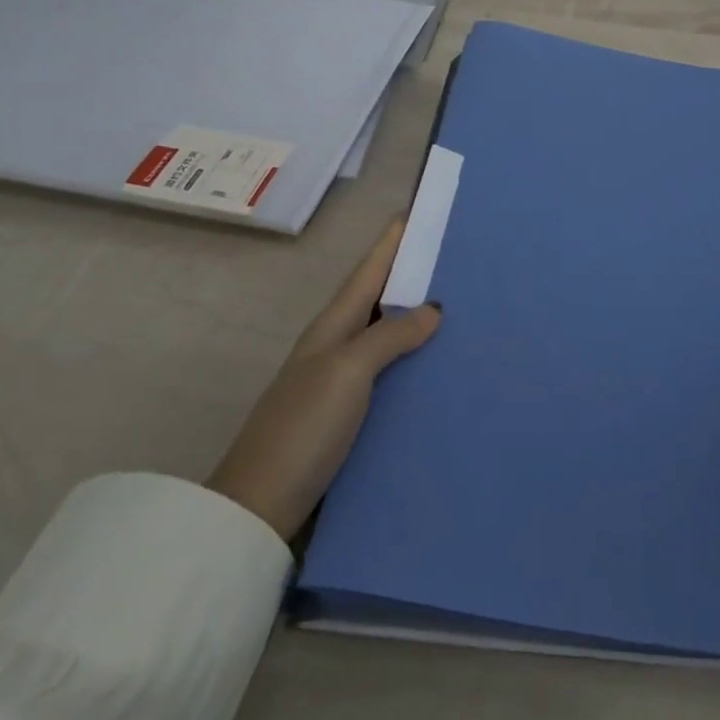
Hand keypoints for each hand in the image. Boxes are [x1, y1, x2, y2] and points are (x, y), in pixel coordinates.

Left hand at [208, 220, 441, 541]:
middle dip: (414, 273)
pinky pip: (390, 371)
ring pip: (387, 333)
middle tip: (458, 257)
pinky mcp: (349, 415)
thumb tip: (433, 307)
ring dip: (417, 317)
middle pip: (380, 296)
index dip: (392, 240)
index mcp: (334, 324)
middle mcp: (338, 344)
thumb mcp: (348, 371)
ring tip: (461, 306)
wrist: (259, 508)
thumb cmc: (303, 427)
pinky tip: (438, 366)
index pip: (370, 269)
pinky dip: (413, 359)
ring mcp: (341, 380)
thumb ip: (390, 335)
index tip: (421, 210)